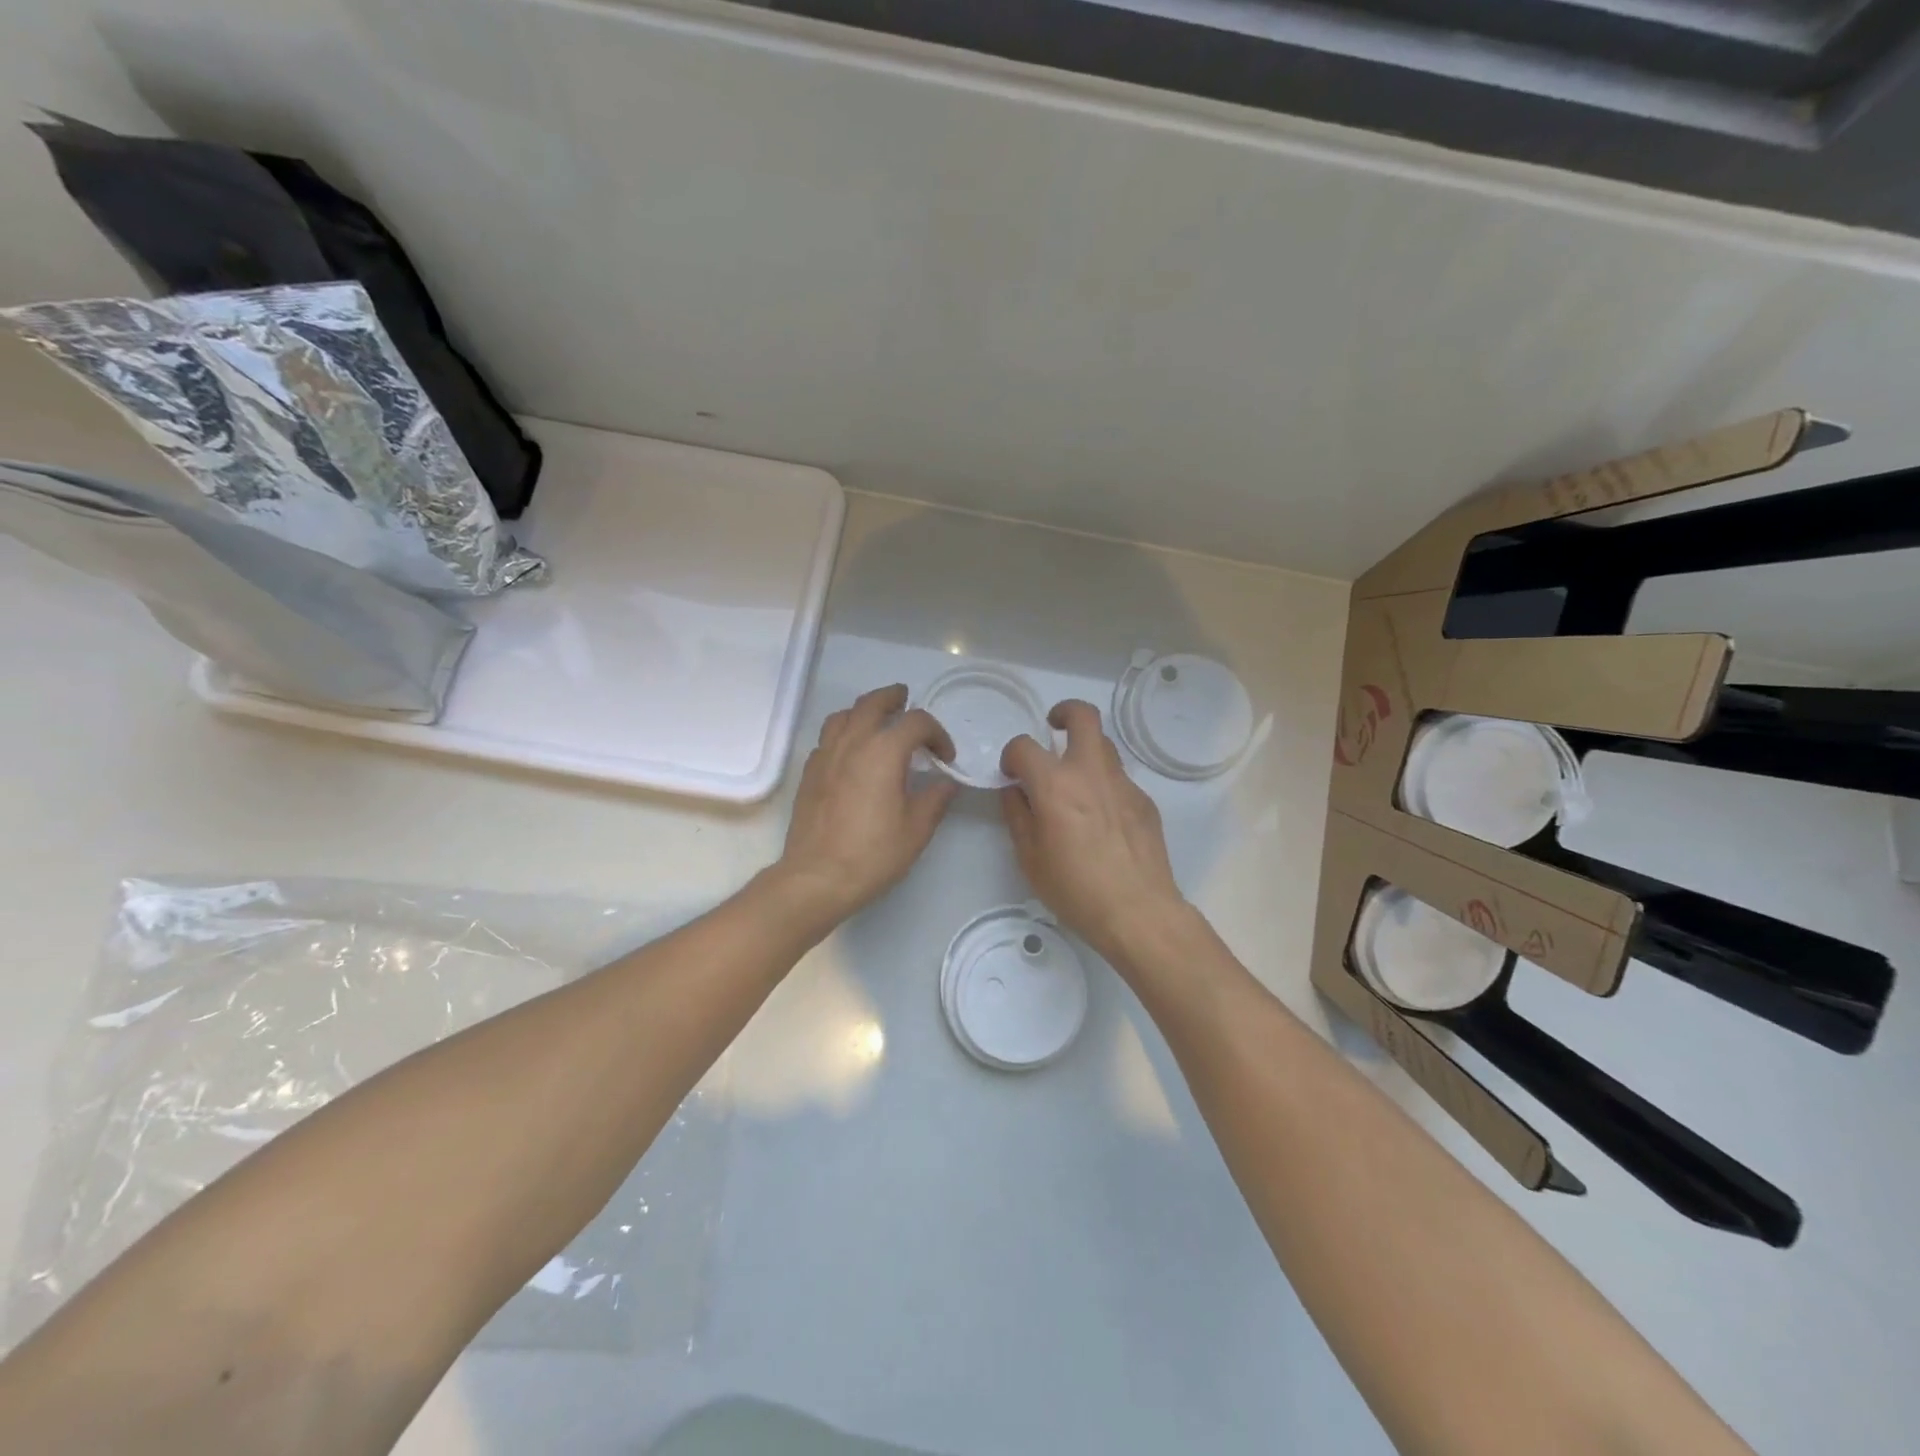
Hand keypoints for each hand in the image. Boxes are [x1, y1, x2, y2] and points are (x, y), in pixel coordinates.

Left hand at [774, 684, 958, 925]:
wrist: (817, 877)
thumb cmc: (873, 853)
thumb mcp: (917, 829)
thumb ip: (935, 798)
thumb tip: (947, 783)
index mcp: (884, 751)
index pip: (916, 722)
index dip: (937, 733)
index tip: (945, 756)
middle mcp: (853, 743)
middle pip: (873, 704)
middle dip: (893, 698)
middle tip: (905, 699)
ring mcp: (826, 755)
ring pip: (843, 715)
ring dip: (864, 711)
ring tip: (876, 721)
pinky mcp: (809, 773)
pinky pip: (827, 739)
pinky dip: (843, 734)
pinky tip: (852, 753)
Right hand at [1000, 700, 1188, 969]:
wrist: (1137, 911)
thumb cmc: (1075, 889)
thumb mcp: (1029, 857)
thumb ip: (1017, 815)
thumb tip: (1015, 790)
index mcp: (1055, 784)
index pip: (1024, 746)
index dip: (1012, 755)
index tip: (1011, 772)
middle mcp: (1091, 772)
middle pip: (1083, 716)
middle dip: (1064, 712)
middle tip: (1053, 728)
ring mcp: (1123, 784)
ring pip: (1104, 746)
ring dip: (1085, 751)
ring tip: (1075, 782)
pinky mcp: (1145, 801)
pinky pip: (1119, 779)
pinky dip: (1104, 785)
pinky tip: (1101, 821)